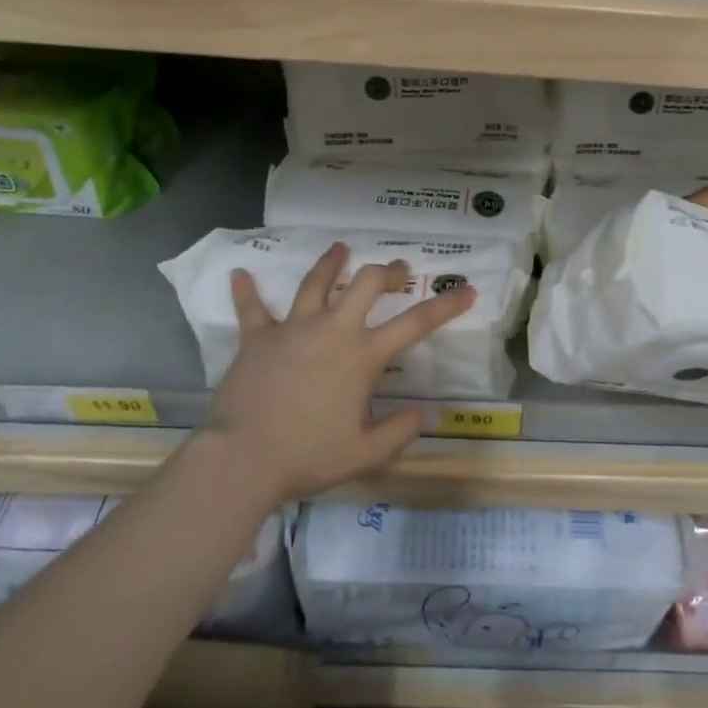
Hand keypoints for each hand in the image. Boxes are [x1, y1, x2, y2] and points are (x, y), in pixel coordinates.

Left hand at [206, 243, 476, 503]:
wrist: (242, 459)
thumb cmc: (308, 455)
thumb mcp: (365, 454)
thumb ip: (399, 432)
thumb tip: (422, 414)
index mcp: (363, 356)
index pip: (415, 323)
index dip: (446, 305)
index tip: (468, 290)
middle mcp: (332, 330)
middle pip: (366, 283)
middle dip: (387, 272)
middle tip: (398, 271)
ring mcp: (292, 329)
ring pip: (315, 283)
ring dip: (331, 263)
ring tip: (340, 248)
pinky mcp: (257, 338)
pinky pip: (251, 309)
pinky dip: (246, 291)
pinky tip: (239, 273)